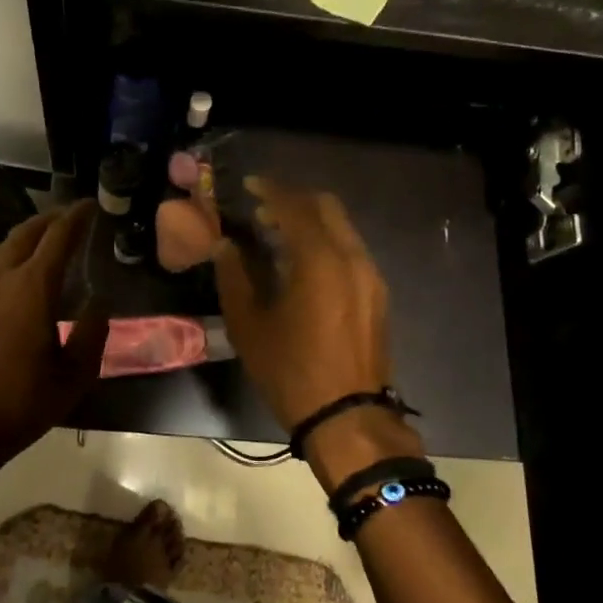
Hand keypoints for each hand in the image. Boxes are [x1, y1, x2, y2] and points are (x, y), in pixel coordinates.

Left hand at [0, 201, 107, 474]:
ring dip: (27, 236)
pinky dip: (9, 256)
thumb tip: (99, 304)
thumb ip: (92, 334)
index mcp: (33, 288)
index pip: (59, 237)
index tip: (91, 206)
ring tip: (47, 240)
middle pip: (26, 231)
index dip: (77, 217)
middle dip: (51, 218)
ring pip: (3, 246)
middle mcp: (1, 277)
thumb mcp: (73, 376)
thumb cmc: (21, 403)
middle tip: (71, 217)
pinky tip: (16, 273)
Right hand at [212, 179, 423, 488]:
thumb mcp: (250, 326)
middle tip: (262, 210)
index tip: (248, 186)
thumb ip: (235, 277)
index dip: (269, 191)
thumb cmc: (291, 372)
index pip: (294, 207)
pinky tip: (304, 264)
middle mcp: (352, 258)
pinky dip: (326, 243)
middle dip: (294, 200)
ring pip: (342, 228)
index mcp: (320, 260)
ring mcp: (370, 276)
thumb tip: (225, 246)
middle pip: (326, 207)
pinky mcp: (377, 295)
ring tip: (278, 236)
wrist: (347, 417)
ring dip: (311, 222)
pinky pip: (351, 250)